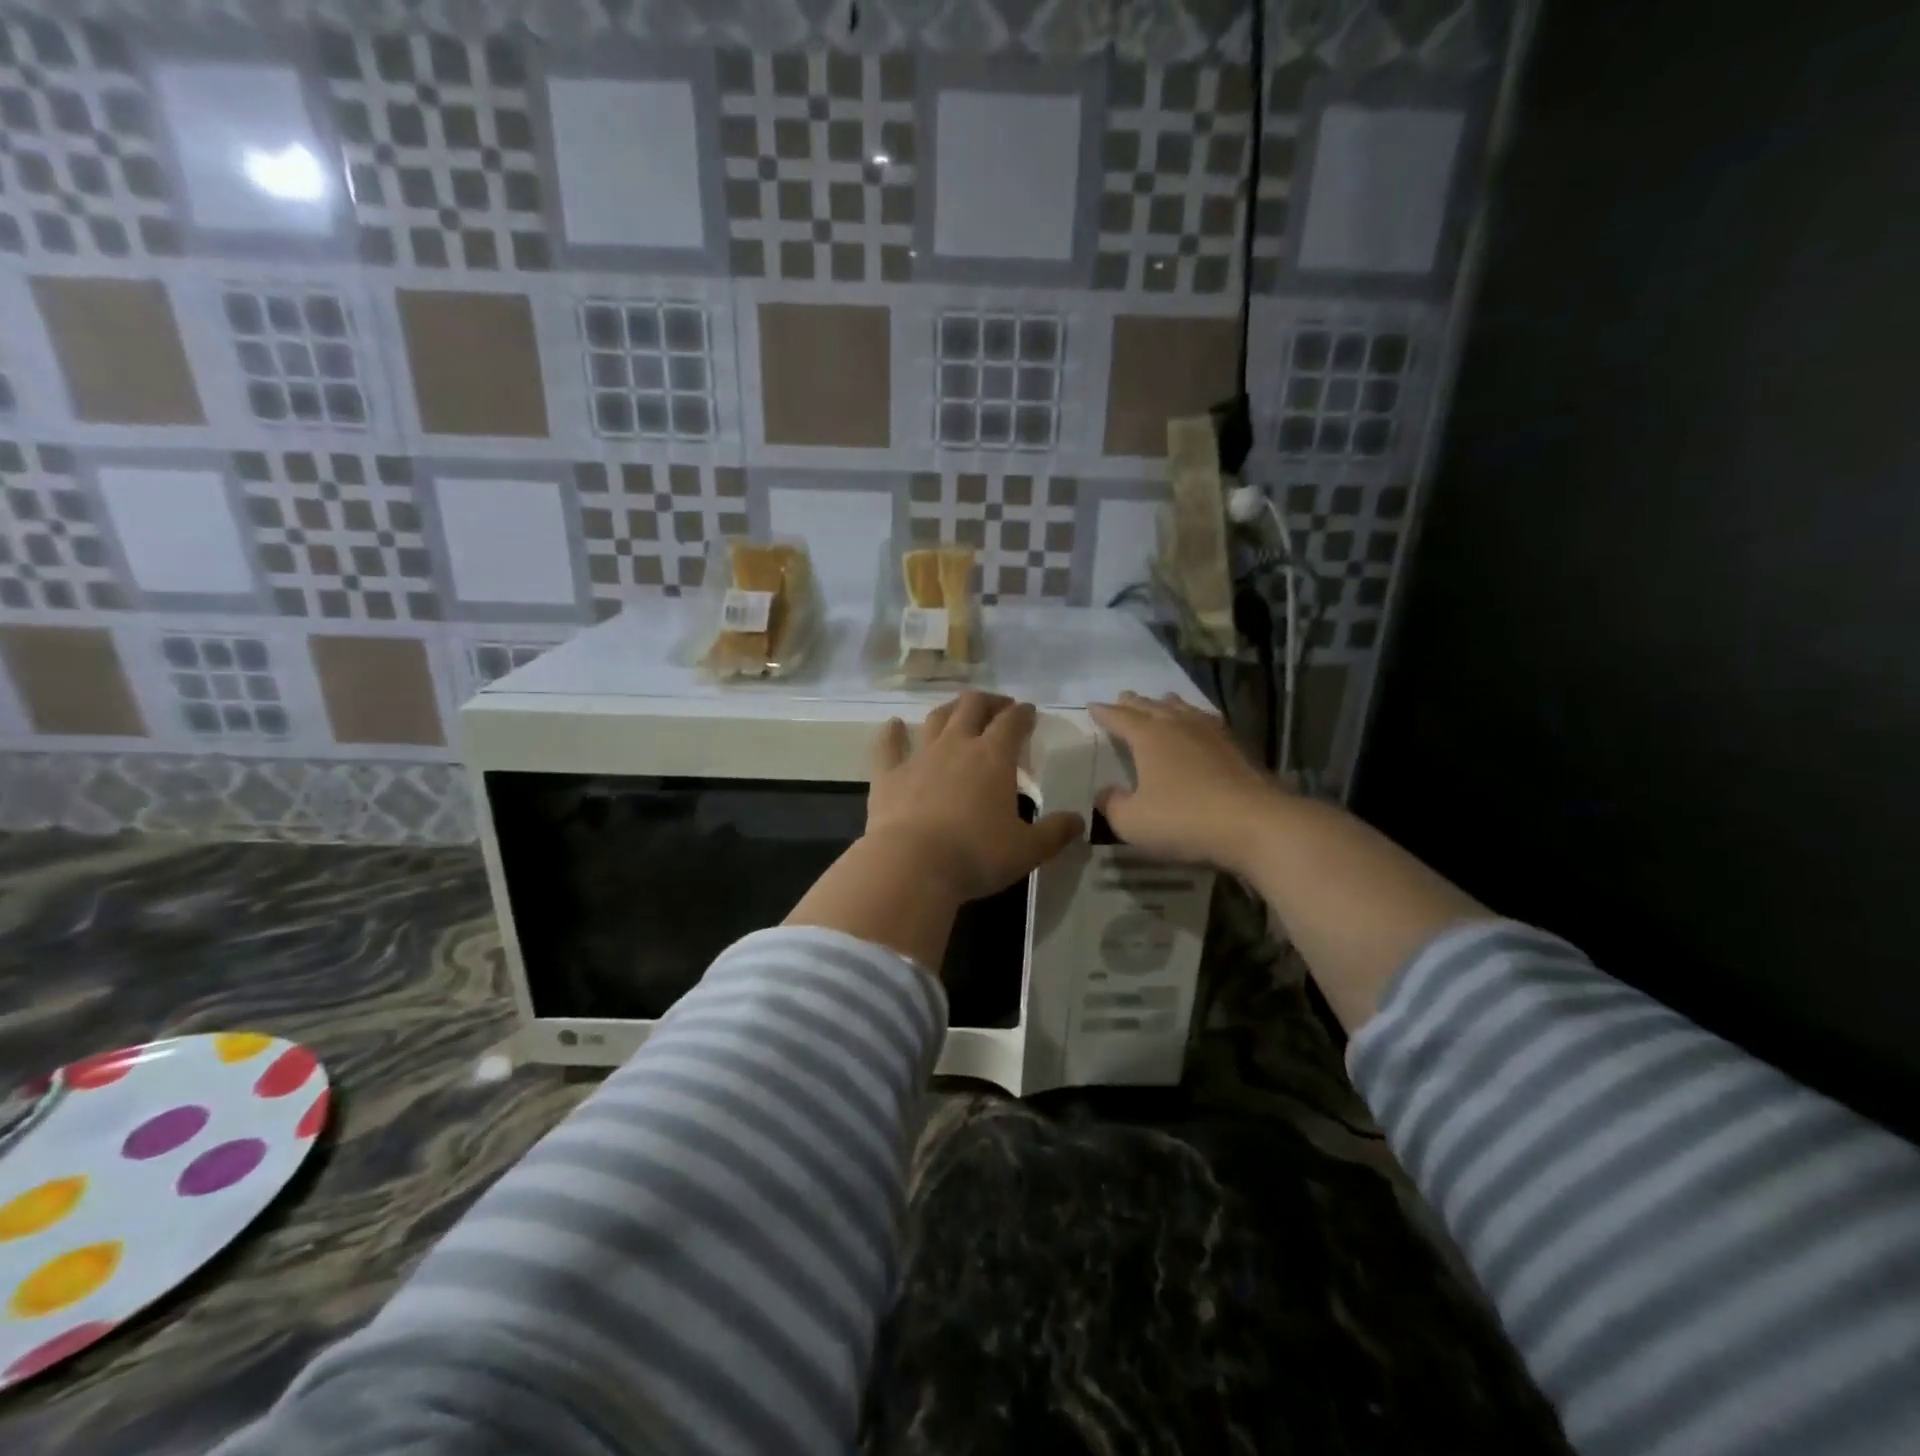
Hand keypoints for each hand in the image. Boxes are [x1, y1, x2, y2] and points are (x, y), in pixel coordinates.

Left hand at [866, 691, 1084, 902]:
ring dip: (950, 709)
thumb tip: (1078, 821)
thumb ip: (1054, 833)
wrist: (911, 866)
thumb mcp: (1027, 851)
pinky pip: (888, 745)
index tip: (1029, 712)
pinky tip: (893, 725)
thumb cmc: (976, 856)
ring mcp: (919, 757)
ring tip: (958, 710)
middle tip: (999, 707)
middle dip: (989, 702)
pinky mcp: (888, 775)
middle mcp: (956, 746)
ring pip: (936, 719)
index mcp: (993, 758)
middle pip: (972, 707)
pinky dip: (891, 733)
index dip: (1023, 713)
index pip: (1012, 722)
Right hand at [1089, 692, 1286, 872]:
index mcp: (1148, 737)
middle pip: (1151, 707)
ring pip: (1183, 709)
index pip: (1120, 718)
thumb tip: (1105, 793)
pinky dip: (1197, 718)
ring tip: (1162, 701)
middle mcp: (1178, 725)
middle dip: (1134, 703)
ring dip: (1167, 705)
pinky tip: (1202, 725)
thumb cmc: (1184, 820)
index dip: (1105, 713)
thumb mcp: (1132, 822)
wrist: (1255, 824)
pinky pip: (1209, 722)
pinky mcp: (1236, 747)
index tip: (1092, 707)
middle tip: (1123, 697)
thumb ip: (1112, 805)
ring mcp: (1211, 733)